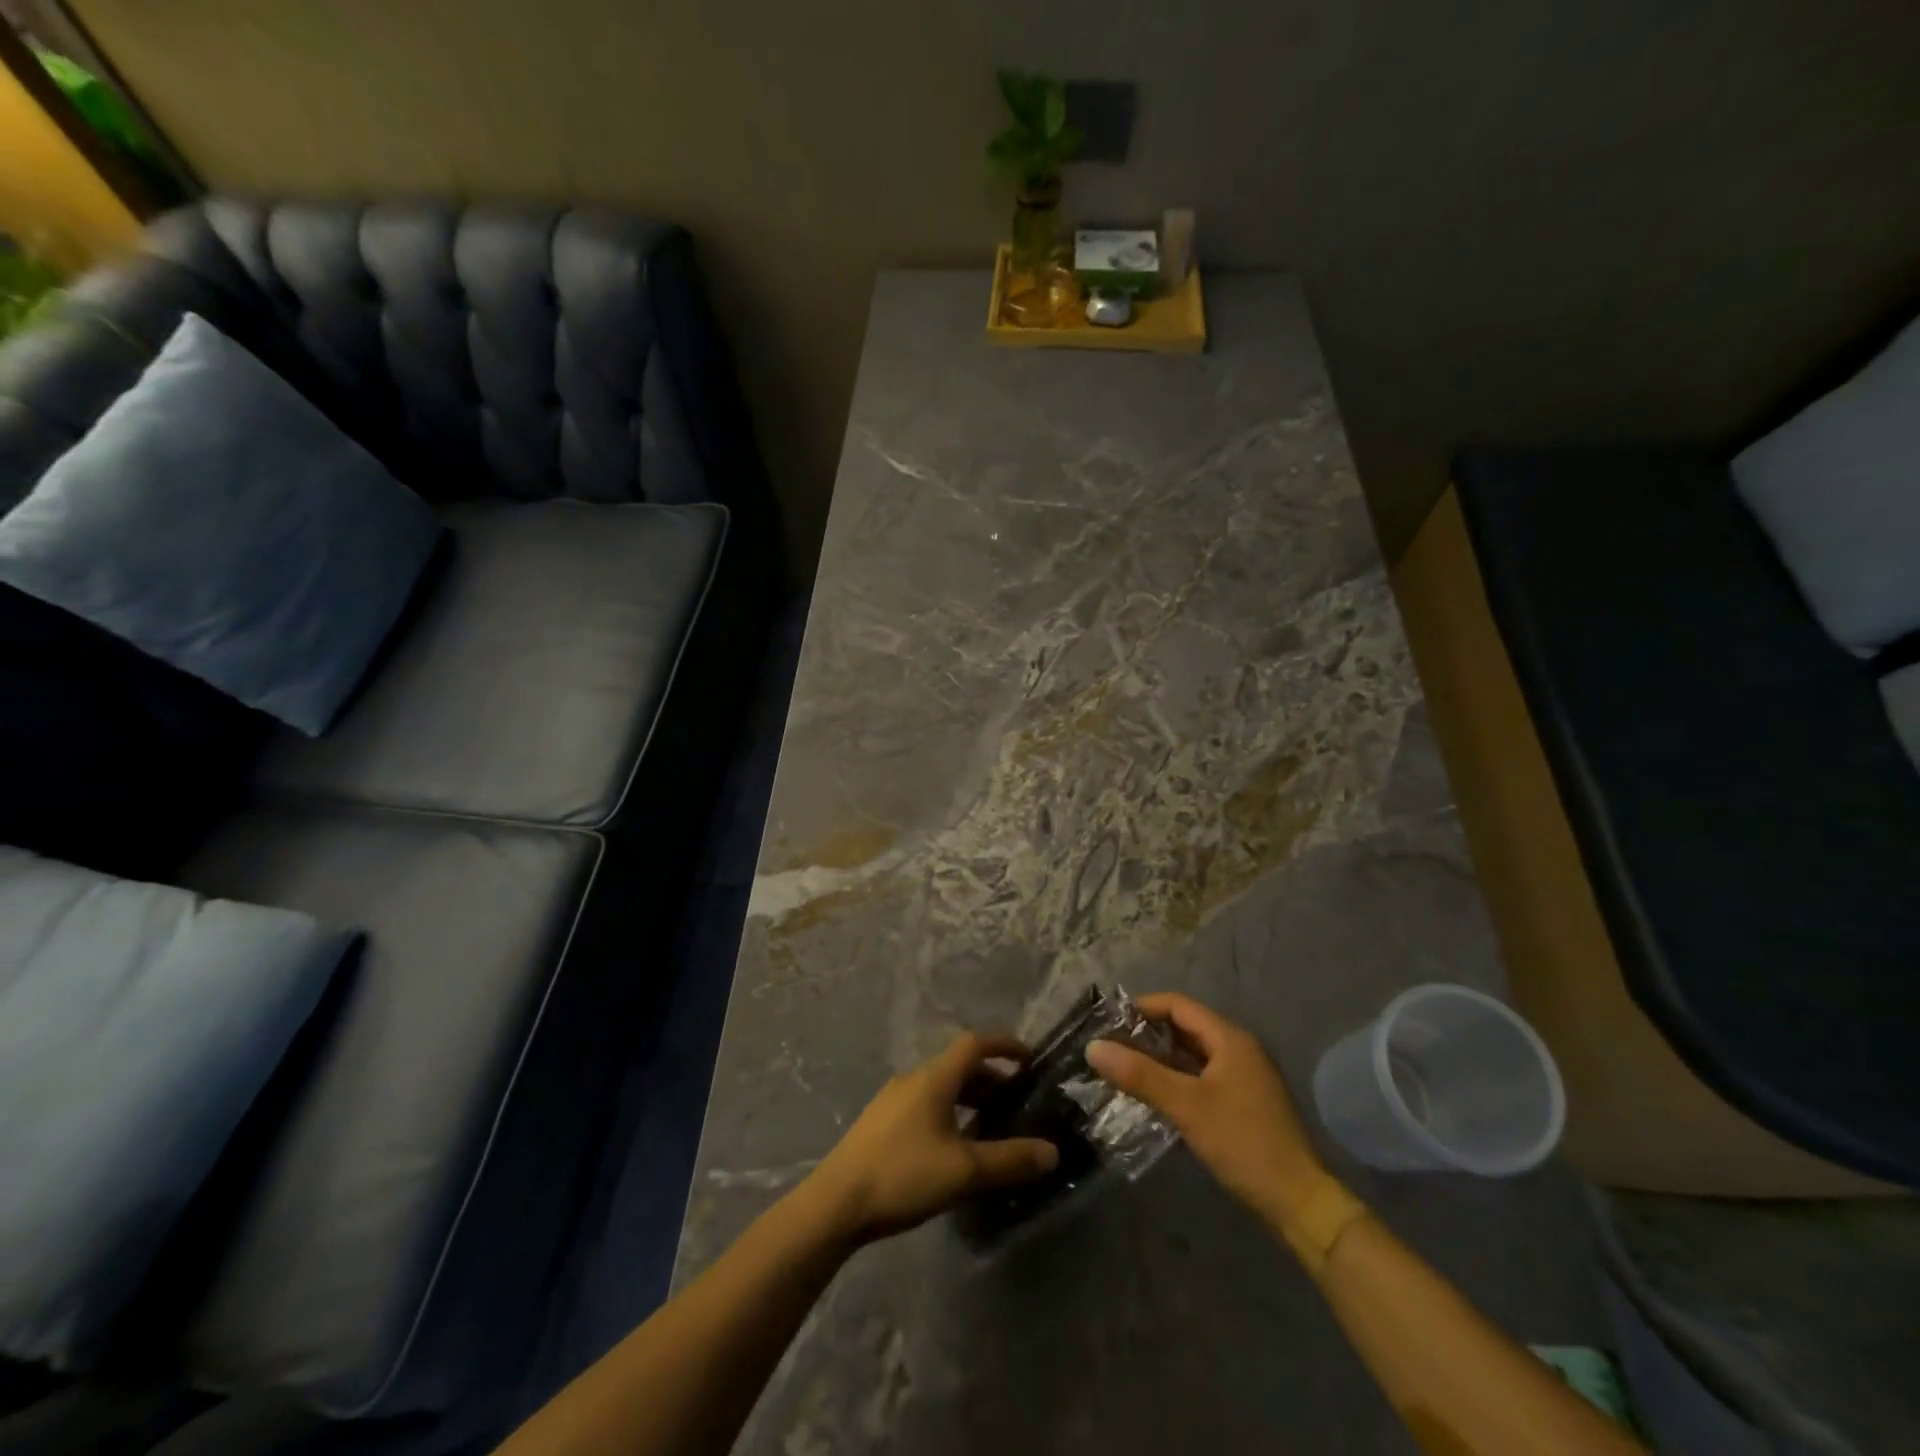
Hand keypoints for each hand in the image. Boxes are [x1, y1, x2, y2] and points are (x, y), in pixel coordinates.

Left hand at [808, 1032, 1059, 1243]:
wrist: (835, 1203)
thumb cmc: (903, 1175)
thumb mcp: (964, 1171)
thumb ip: (1009, 1160)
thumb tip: (1052, 1152)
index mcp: (933, 1079)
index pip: (974, 1044)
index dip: (1004, 1046)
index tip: (1029, 1059)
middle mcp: (912, 1080)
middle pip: (957, 1066)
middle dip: (989, 1078)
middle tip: (1014, 1100)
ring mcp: (891, 1101)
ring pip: (940, 1087)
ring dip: (968, 1097)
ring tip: (988, 1125)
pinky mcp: (879, 1123)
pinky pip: (924, 1104)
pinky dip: (948, 1112)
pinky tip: (952, 1147)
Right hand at [1086, 993, 1324, 1221]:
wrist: (1298, 1201)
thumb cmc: (1242, 1142)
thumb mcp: (1186, 1106)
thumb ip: (1140, 1074)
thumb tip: (1093, 1047)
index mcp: (1230, 1039)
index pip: (1178, 1005)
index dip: (1142, 1008)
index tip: (1109, 1023)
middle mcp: (1239, 1049)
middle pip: (1185, 1027)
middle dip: (1147, 1035)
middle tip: (1111, 1048)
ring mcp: (1243, 1077)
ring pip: (1192, 1055)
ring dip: (1159, 1060)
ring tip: (1123, 1071)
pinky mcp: (1243, 1103)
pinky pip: (1201, 1077)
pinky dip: (1175, 1080)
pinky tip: (1153, 1096)